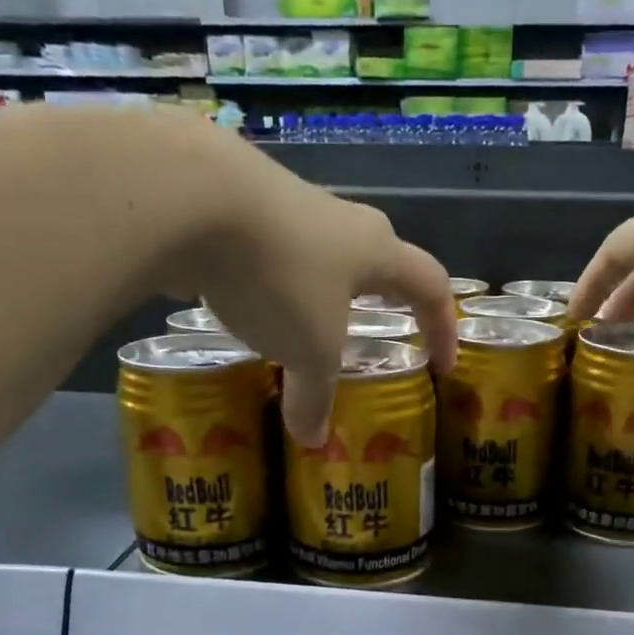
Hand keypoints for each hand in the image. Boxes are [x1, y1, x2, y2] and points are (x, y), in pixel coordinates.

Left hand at [189, 134, 457, 443]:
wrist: (190, 195)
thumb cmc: (280, 276)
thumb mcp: (307, 350)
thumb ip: (314, 397)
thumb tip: (313, 440)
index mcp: (375, 250)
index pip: (430, 286)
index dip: (443, 328)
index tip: (442, 367)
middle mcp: (339, 221)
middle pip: (377, 258)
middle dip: (383, 296)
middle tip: (380, 327)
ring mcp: (287, 207)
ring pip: (319, 254)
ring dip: (321, 290)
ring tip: (307, 325)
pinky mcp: (237, 207)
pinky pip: (269, 253)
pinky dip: (270, 284)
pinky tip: (246, 305)